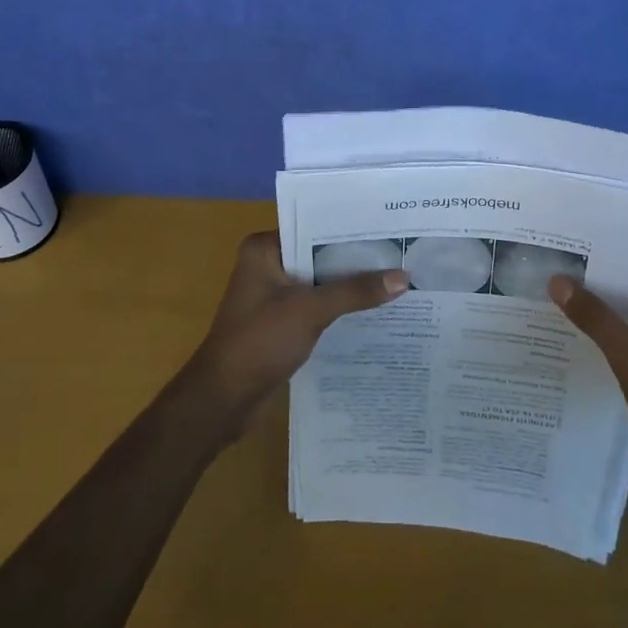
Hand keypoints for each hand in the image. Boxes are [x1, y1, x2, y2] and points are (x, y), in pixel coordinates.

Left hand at [184, 232, 409, 432]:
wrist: (224, 399)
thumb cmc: (259, 341)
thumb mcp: (310, 310)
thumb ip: (355, 291)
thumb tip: (403, 278)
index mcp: (264, 249)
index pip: (314, 228)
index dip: (351, 231)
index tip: (390, 230)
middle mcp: (267, 264)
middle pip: (320, 255)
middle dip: (356, 260)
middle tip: (402, 255)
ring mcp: (273, 294)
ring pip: (321, 282)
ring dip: (350, 286)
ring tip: (397, 279)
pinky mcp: (281, 320)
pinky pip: (317, 304)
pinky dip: (340, 307)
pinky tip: (374, 310)